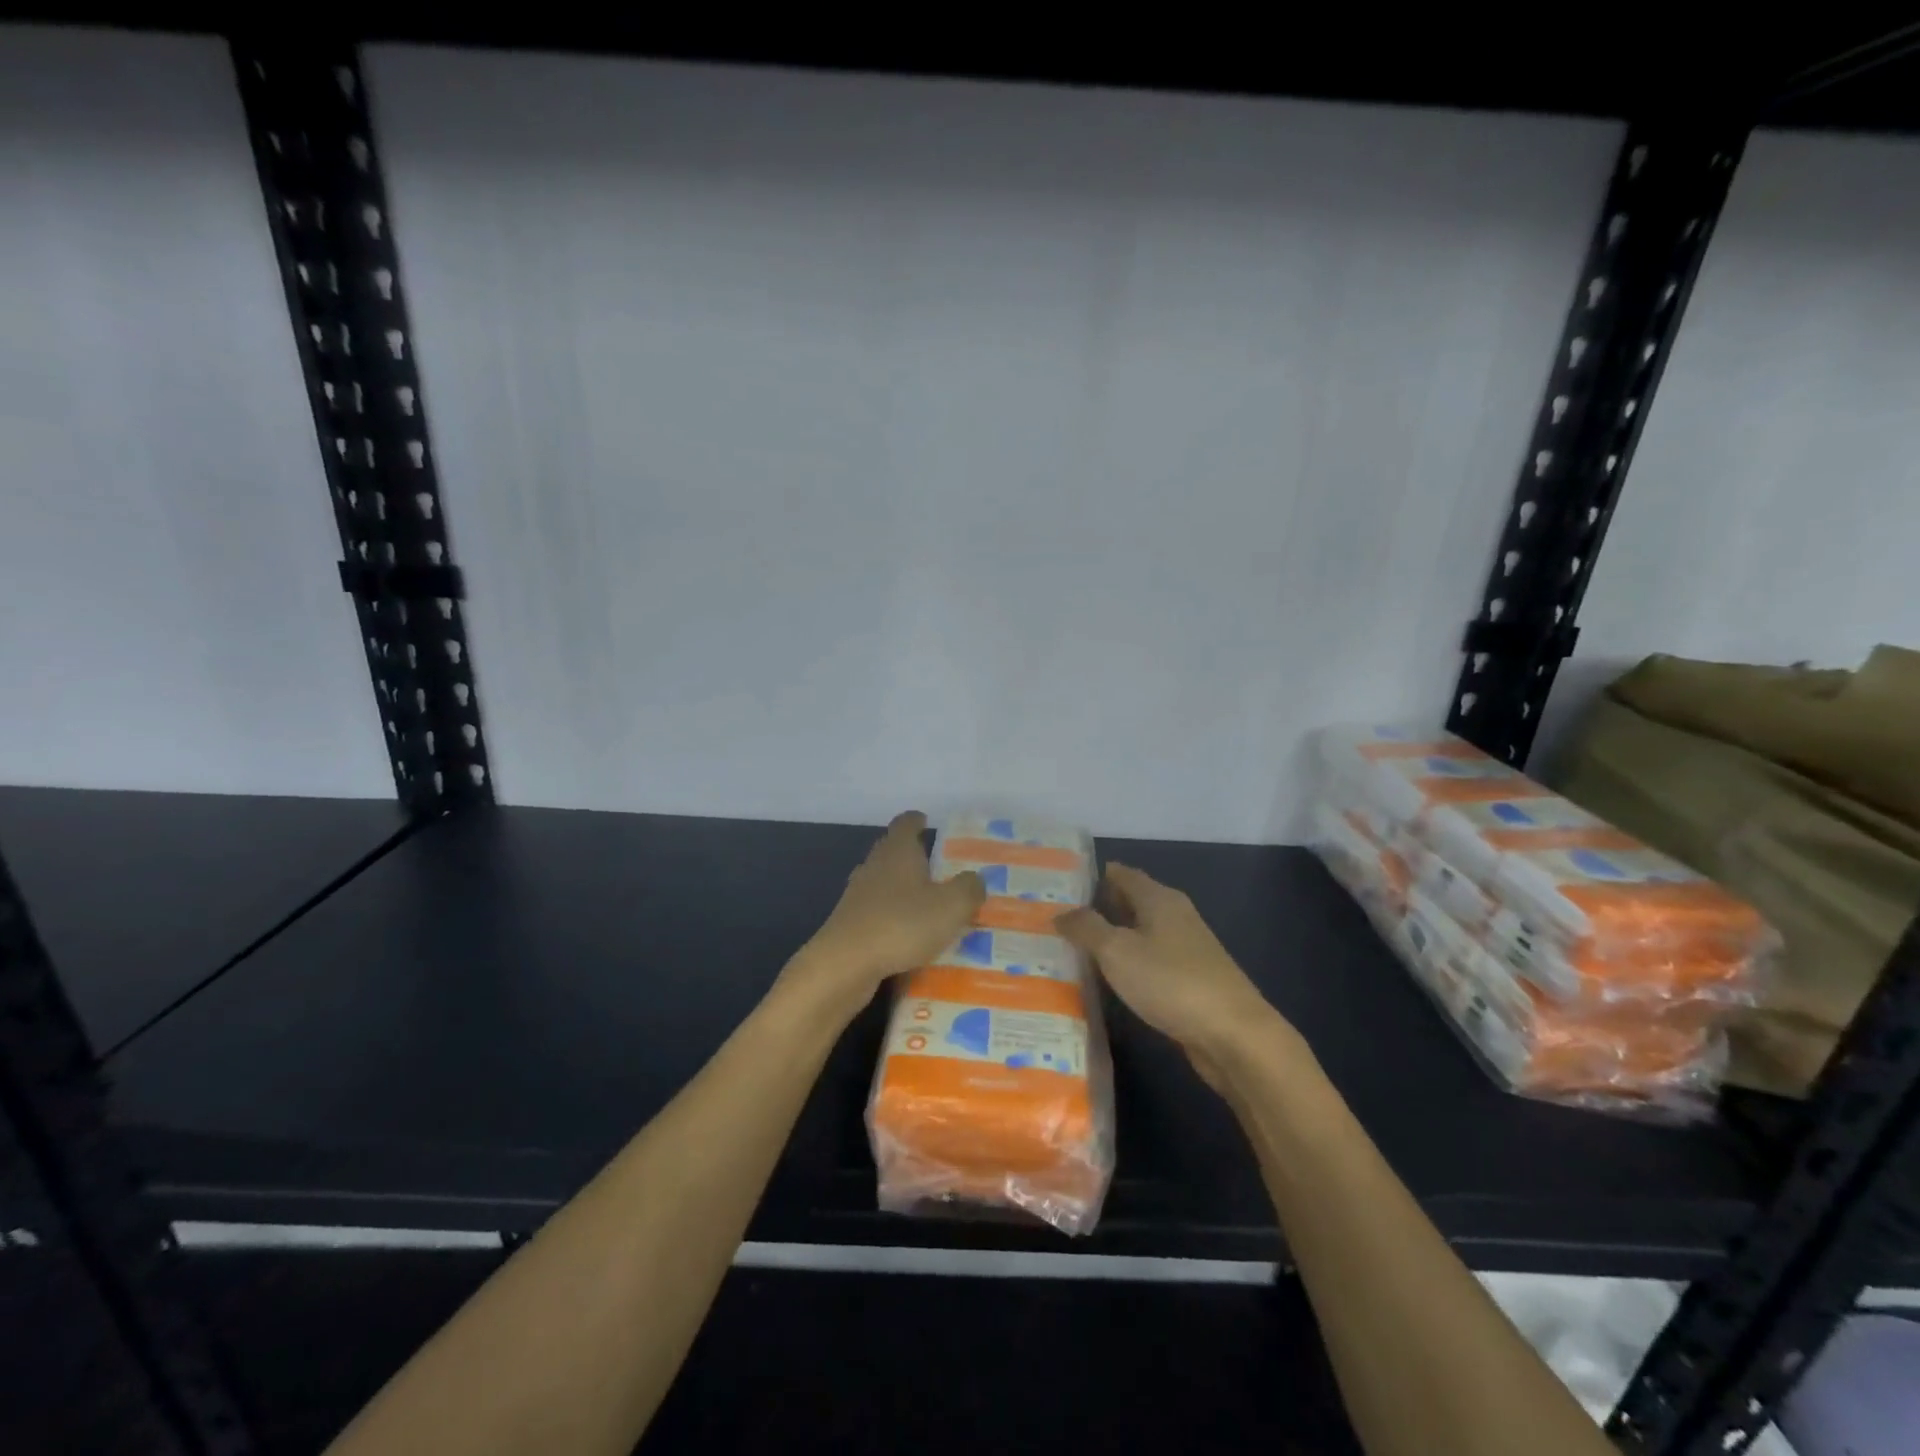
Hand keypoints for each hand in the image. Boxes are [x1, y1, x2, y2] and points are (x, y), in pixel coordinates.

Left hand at [788, 811, 984, 1015]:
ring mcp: (858, 896)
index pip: (906, 823)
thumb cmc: (902, 924)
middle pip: (893, 851)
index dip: (917, 820)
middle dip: (914, 857)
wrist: (845, 964)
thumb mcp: (951, 906)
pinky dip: (894, 918)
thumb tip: (975, 878)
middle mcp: (875, 866)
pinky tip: (910, 937)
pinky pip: (879, 913)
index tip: (928, 822)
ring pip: (885, 883)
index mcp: (898, 851)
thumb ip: (969, 888)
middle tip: (940, 868)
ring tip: (930, 904)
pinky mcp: (851, 924)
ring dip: (904, 890)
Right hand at [1057, 864, 1286, 1084]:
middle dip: (1097, 908)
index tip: (1058, 884)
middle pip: (1130, 902)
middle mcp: (1174, 915)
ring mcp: (1186, 948)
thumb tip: (1061, 912)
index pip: (1121, 873)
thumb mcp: (1117, 951)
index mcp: (1159, 898)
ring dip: (1111, 938)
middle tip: (1056, 918)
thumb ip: (1087, 928)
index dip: (1091, 876)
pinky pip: (1149, 961)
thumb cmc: (1170, 981)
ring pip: (1139, 933)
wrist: (1234, 1035)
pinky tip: (1108, 979)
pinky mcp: (1190, 980)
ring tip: (1072, 948)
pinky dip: (1127, 963)